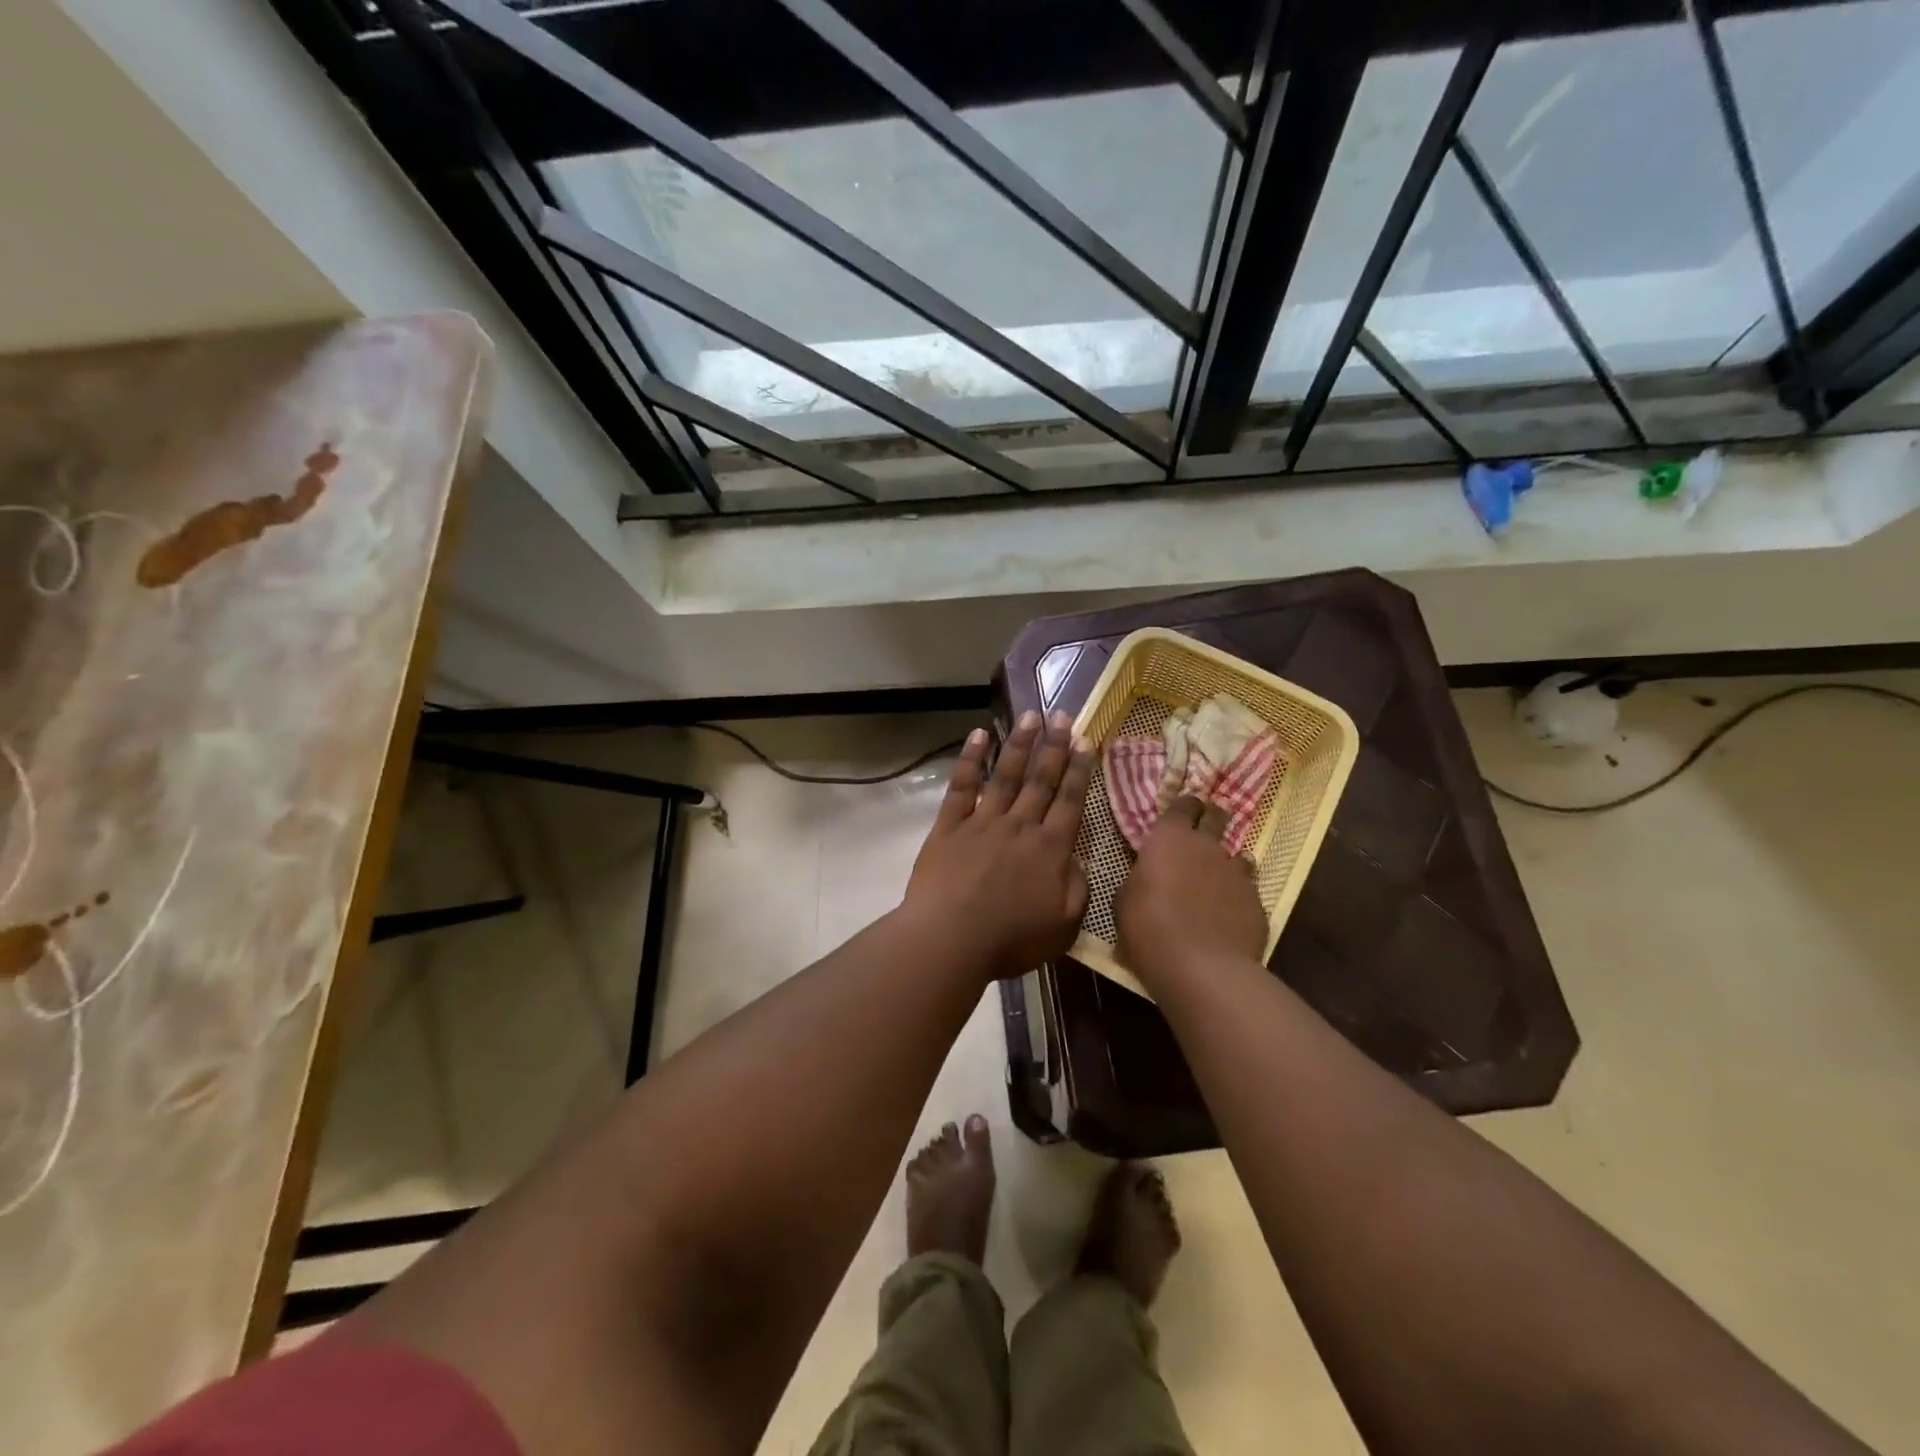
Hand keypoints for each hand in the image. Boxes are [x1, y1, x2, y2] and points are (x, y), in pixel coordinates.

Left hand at [905, 711, 1092, 980]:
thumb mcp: (1063, 925)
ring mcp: (983, 821)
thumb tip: (1078, 861)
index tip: (1086, 740)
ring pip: (1005, 774)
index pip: (1070, 801)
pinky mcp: (949, 825)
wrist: (951, 937)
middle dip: (1054, 746)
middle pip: (1040, 779)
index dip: (1079, 770)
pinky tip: (978, 735)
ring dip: (1019, 743)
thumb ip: (1077, 889)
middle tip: (1063, 715)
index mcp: (1050, 849)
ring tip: (1030, 715)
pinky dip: (970, 759)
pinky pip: (962, 785)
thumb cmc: (1010, 939)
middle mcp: (1020, 825)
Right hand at [1116, 795, 1268, 987]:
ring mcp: (1237, 872)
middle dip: (1212, 819)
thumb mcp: (1125, 900)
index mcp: (1169, 838)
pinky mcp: (1257, 901)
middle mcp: (1207, 846)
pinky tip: (1229, 914)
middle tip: (1204, 831)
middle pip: (1217, 817)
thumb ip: (1140, 879)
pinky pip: (1248, 889)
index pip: (1183, 805)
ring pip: (1236, 855)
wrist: (1201, 967)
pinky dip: (1238, 896)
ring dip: (1226, 863)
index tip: (1181, 814)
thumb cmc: (1148, 929)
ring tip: (1216, 880)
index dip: (1184, 807)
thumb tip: (1147, 877)